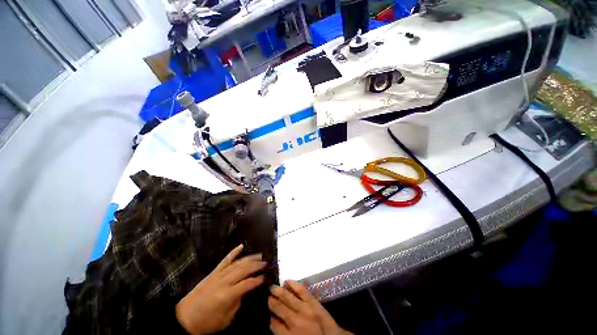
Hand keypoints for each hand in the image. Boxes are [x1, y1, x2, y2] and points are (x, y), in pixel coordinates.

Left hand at [176, 244, 266, 334]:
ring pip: (237, 263)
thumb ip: (238, 303)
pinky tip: (241, 246)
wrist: (184, 318)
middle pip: (244, 269)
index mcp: (227, 295)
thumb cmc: (206, 323)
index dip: (258, 279)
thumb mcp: (226, 319)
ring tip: (260, 255)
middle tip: (267, 263)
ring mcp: (218, 274)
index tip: (266, 277)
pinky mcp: (213, 272)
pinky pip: (225, 260)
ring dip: (250, 258)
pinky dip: (233, 252)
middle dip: (257, 265)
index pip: (247, 283)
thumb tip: (245, 291)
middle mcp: (224, 281)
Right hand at [269, 280, 352, 334]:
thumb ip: (283, 333)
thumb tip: (274, 321)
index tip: (267, 312)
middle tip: (267, 295)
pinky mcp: (313, 302)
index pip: (274, 325)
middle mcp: (295, 321)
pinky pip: (301, 290)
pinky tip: (287, 281)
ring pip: (288, 297)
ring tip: (272, 287)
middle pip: (279, 308)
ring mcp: (305, 309)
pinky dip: (294, 284)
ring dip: (279, 291)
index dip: (269, 317)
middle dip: (272, 302)